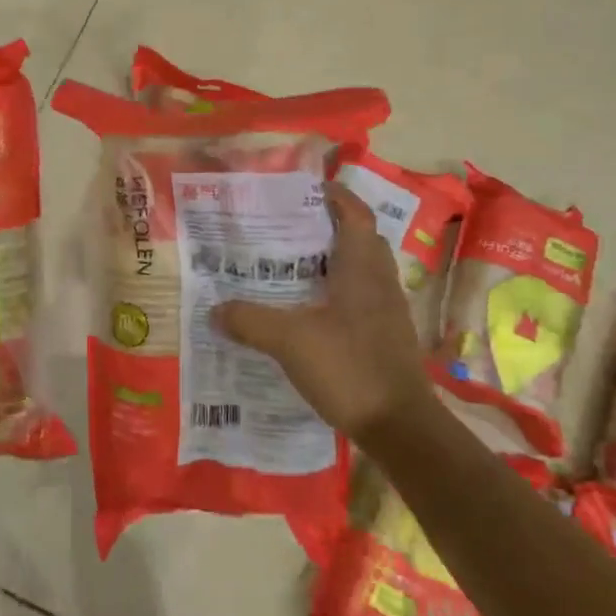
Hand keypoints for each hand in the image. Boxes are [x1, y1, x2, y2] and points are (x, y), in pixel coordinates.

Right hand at [212, 183, 431, 441]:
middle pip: (361, 239)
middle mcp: (380, 282)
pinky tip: (312, 311)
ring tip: (294, 266)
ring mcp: (388, 312)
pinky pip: (362, 299)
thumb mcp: (289, 341)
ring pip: (363, 271)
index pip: (355, 215)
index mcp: (361, 269)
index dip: (336, 196)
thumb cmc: (349, 368)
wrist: (400, 427)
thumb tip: (215, 309)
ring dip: (335, 261)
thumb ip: (250, 321)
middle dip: (331, 227)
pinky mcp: (388, 338)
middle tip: (292, 227)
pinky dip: (339, 293)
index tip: (307, 188)